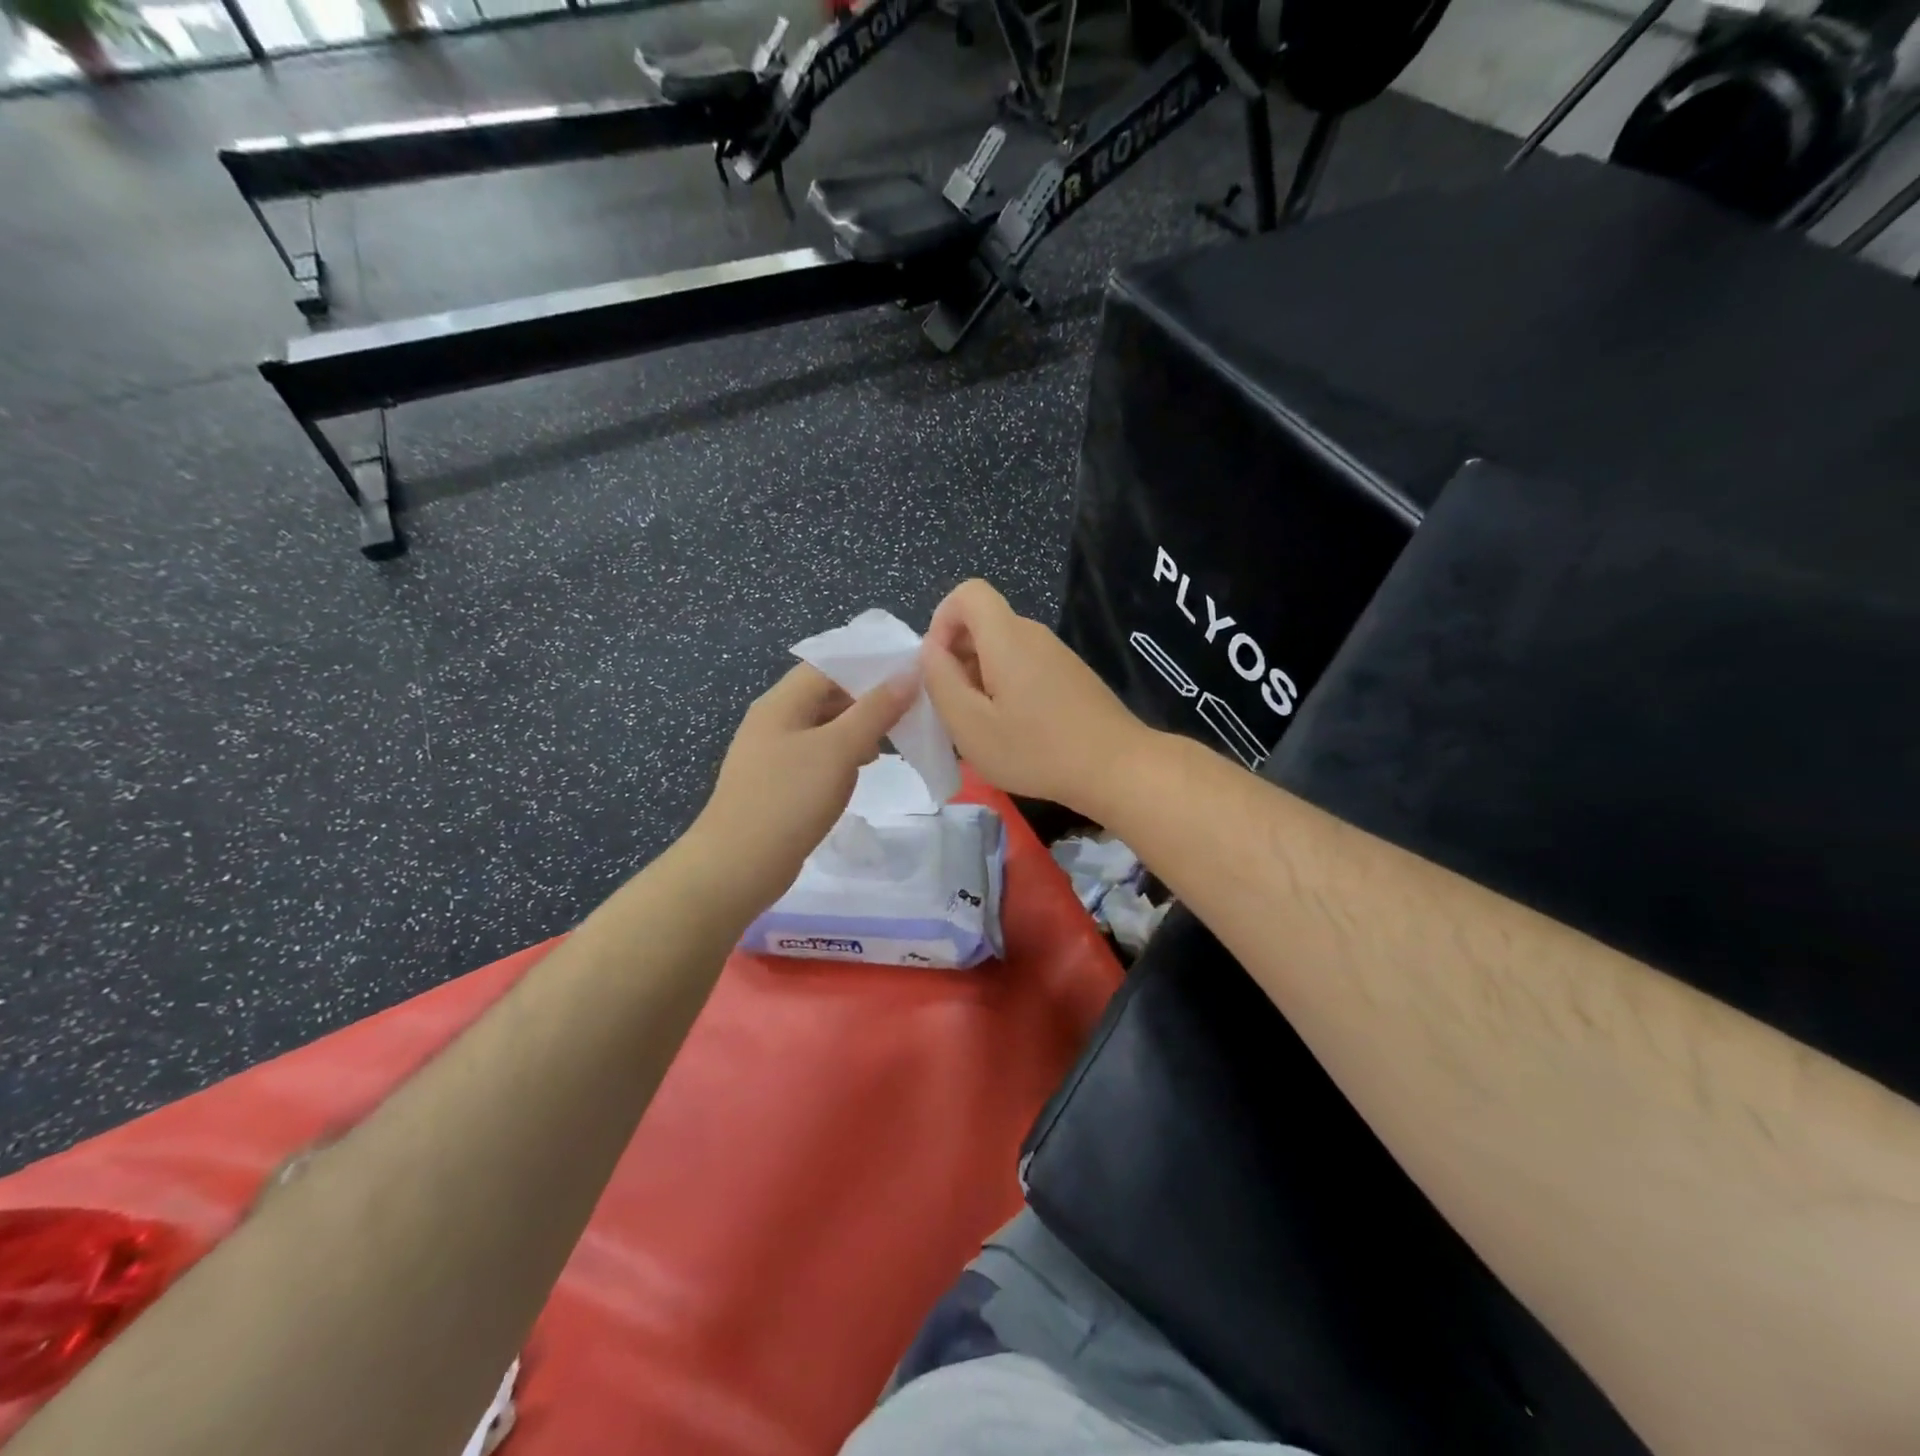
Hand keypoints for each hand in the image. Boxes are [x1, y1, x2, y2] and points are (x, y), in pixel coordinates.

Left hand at [693, 664, 916, 911]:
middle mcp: (773, 720)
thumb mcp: (839, 750)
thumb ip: (875, 710)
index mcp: (781, 702)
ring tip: (897, 735)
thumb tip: (908, 672)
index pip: (828, 665)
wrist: (737, 866)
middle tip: (911, 706)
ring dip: (858, 727)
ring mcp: (772, 753)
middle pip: (826, 694)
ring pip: (824, 726)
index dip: (869, 664)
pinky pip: (817, 754)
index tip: (910, 673)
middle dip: (868, 698)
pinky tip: (865, 767)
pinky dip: (844, 753)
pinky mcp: (778, 782)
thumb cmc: (789, 799)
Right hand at [920, 579, 1148, 817]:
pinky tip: (1018, 731)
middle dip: (958, 658)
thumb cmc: (1036, 750)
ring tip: (986, 726)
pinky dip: (1008, 688)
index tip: (938, 667)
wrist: (1117, 768)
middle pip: (984, 624)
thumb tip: (931, 650)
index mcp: (1007, 637)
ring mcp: (1057, 654)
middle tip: (957, 709)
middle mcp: (1034, 634)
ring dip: (982, 679)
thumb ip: (941, 681)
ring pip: (1004, 649)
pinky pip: (1026, 666)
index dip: (942, 620)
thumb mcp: (970, 725)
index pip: (968, 593)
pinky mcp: (1072, 676)